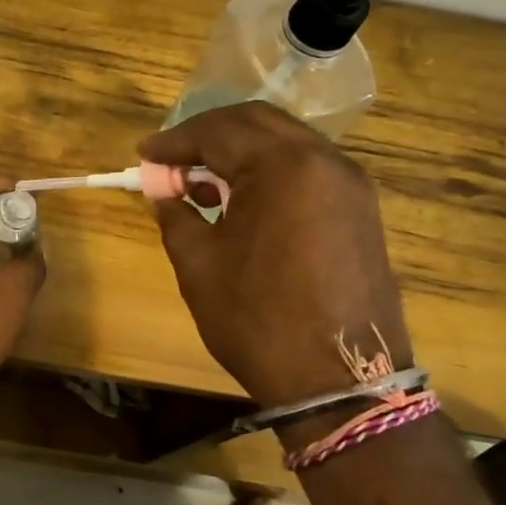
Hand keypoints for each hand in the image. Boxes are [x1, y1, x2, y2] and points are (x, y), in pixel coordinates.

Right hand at [139, 102, 412, 410]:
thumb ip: (176, 214)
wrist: (341, 381)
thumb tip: (163, 191)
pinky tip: (244, 201)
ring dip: (240, 152)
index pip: (218, 131)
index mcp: (284, 166)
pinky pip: (307, 170)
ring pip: (286, 143)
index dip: (174, 141)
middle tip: (172, 159)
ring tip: (202, 182)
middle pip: (257, 123)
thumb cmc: (259, 319)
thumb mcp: (199, 264)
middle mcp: (325, 161)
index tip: (144, 154)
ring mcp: (351, 185)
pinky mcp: (361, 210)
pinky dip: (270, 171)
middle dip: (208, 134)